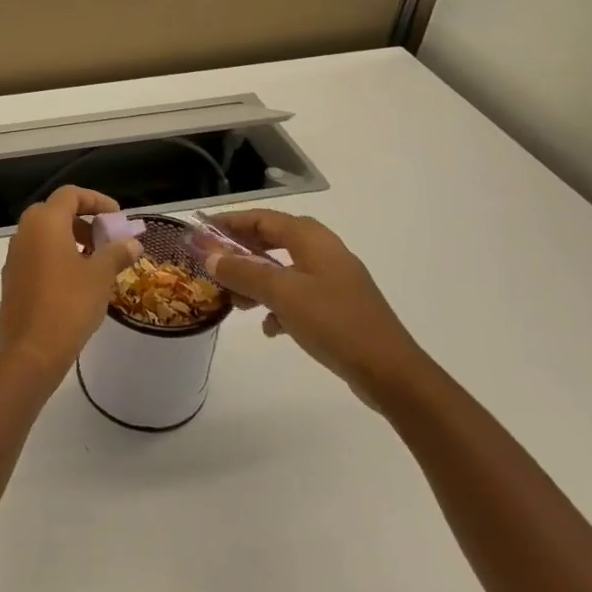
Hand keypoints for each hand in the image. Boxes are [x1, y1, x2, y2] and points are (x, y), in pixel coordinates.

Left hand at [0, 186, 141, 383]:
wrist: (31, 351)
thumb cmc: (69, 304)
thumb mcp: (100, 276)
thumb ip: (116, 253)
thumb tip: (133, 242)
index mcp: (45, 222)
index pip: (70, 194)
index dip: (96, 200)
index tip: (117, 215)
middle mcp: (25, 232)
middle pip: (55, 212)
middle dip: (83, 220)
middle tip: (105, 238)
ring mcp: (14, 255)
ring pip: (44, 234)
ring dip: (70, 239)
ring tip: (95, 261)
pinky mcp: (12, 278)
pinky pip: (36, 254)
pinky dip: (56, 256)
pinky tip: (75, 281)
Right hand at [203, 210, 426, 407]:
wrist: (391, 373)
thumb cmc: (334, 322)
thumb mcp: (282, 294)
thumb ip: (243, 272)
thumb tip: (210, 256)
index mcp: (312, 239)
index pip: (262, 218)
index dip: (230, 222)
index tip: (201, 232)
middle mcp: (323, 252)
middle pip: (272, 241)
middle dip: (241, 253)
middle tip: (214, 266)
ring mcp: (333, 280)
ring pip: (283, 270)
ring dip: (256, 281)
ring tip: (235, 302)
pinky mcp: (338, 307)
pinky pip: (298, 295)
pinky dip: (278, 304)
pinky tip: (269, 327)